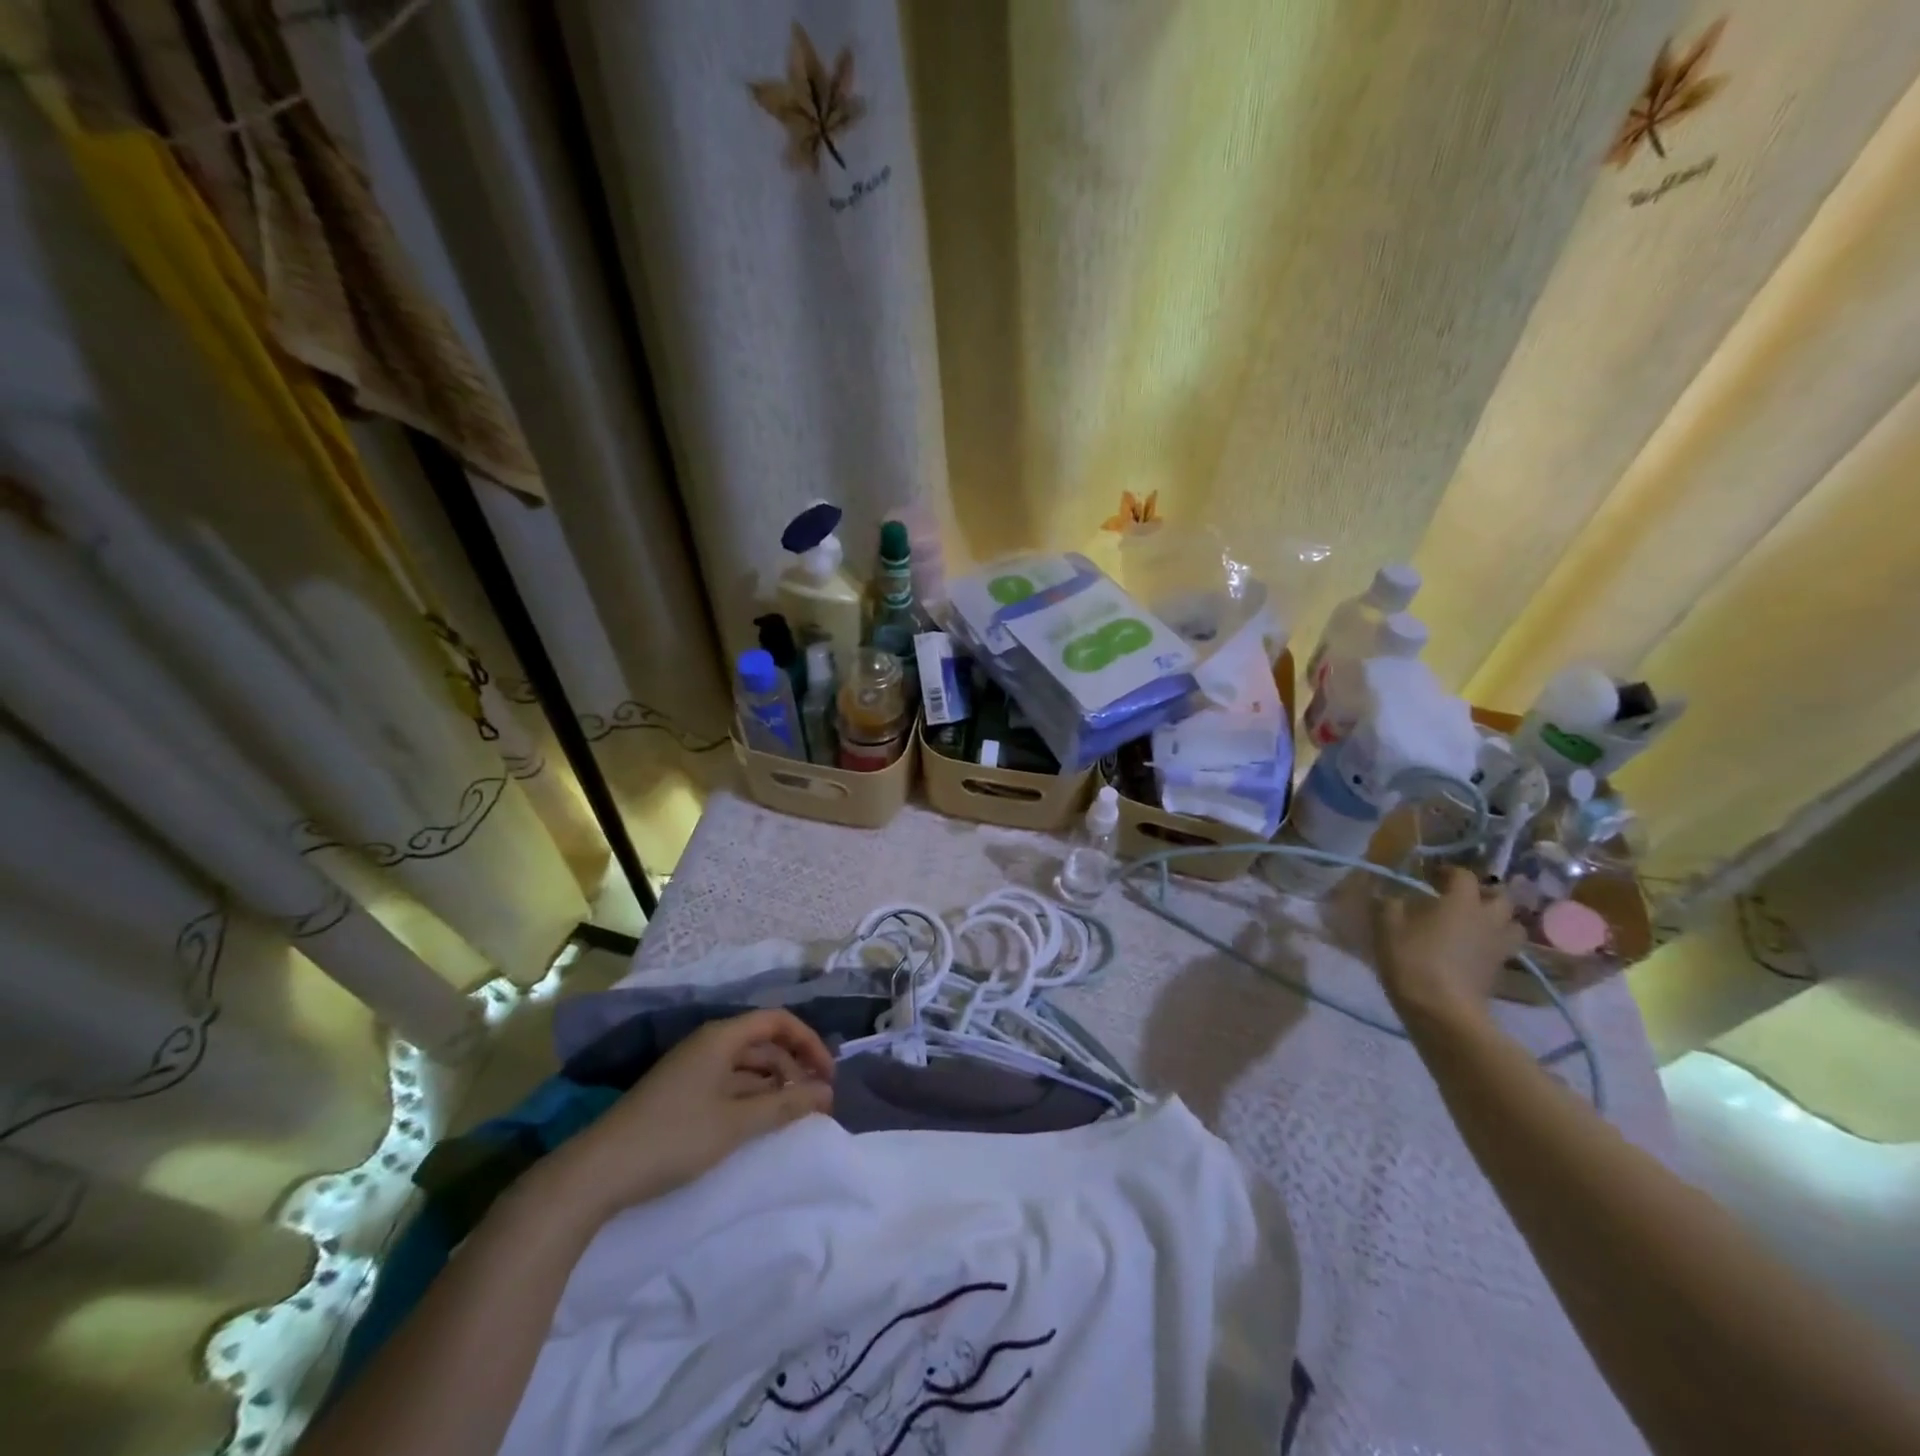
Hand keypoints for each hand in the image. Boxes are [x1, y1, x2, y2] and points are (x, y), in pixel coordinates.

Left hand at [542, 1009, 833, 1222]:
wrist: (596, 1173)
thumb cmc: (673, 1138)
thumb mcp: (736, 1123)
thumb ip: (786, 1106)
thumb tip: (828, 1093)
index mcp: (721, 1037)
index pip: (778, 1020)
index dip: (809, 1042)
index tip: (828, 1076)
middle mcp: (709, 1043)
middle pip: (764, 1041)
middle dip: (795, 1066)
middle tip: (816, 1102)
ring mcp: (692, 1068)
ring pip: (747, 1065)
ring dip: (774, 1084)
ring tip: (793, 1115)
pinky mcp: (681, 1093)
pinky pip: (729, 1083)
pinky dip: (751, 1097)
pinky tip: (759, 1122)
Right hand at [1374, 866, 1523, 1025]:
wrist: (1442, 1010)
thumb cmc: (1413, 960)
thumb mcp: (1387, 927)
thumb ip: (1390, 904)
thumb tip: (1391, 894)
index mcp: (1461, 902)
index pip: (1464, 875)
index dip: (1448, 871)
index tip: (1431, 876)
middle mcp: (1488, 919)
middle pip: (1501, 898)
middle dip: (1484, 893)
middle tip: (1461, 898)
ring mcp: (1499, 947)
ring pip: (1512, 924)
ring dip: (1497, 919)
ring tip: (1475, 923)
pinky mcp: (1500, 971)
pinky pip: (1504, 948)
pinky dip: (1493, 943)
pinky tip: (1473, 948)